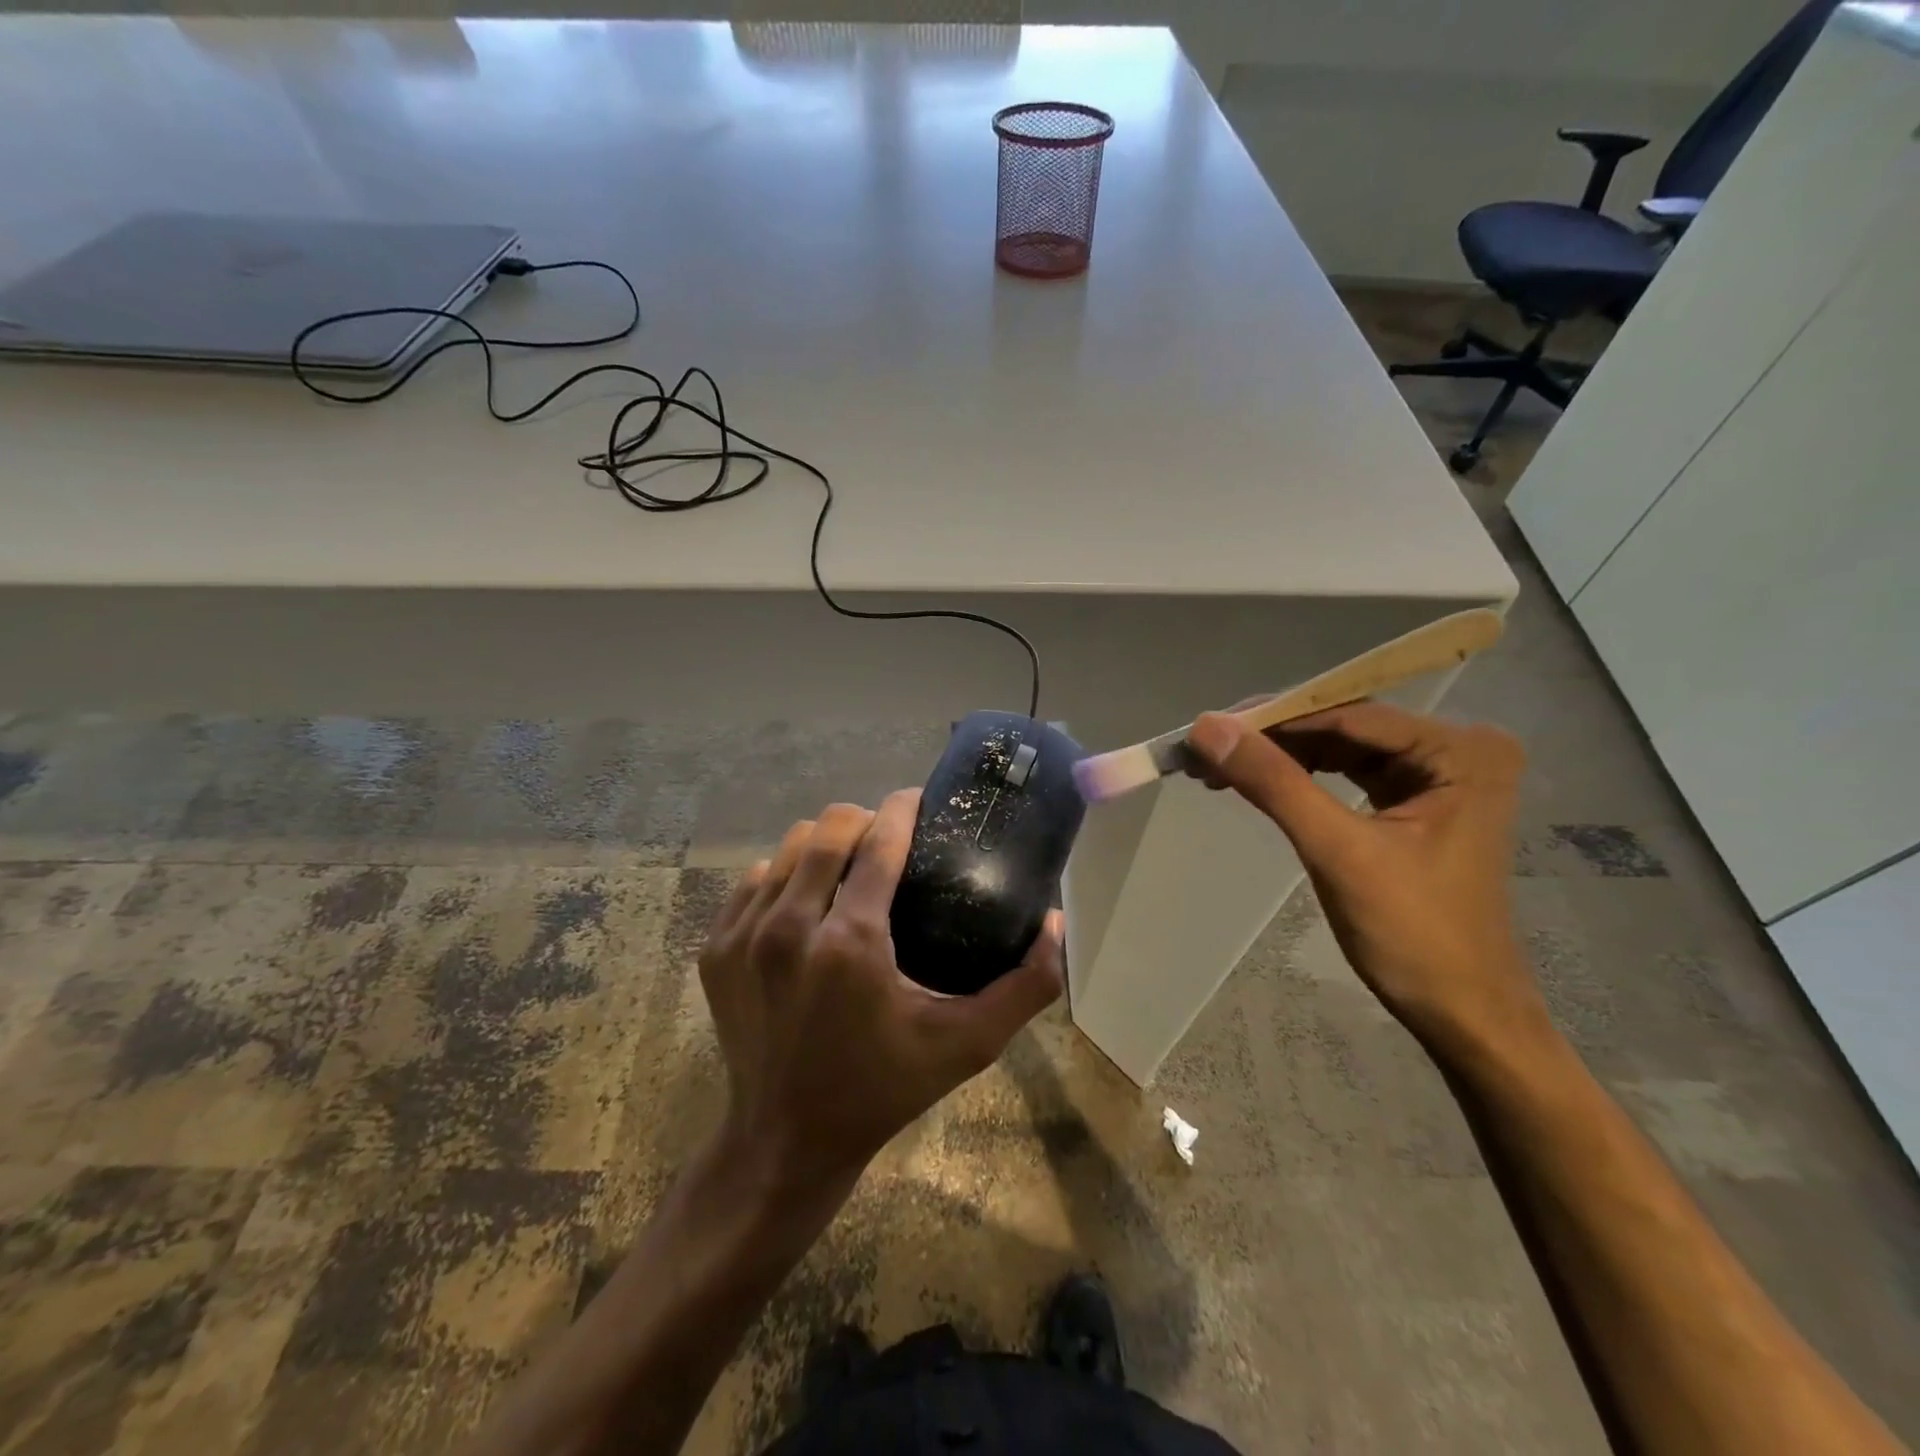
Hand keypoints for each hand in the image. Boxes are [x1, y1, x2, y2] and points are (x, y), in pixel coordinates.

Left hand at [699, 790, 1063, 1199]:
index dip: (904, 808)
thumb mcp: (966, 1045)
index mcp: (851, 944)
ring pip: (788, 847)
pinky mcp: (715, 949)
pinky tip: (806, 902)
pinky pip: (754, 880)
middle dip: (865, 819)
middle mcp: (789, 928)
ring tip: (849, 867)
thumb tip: (1054, 922)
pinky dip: (784, 876)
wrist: (783, 1141)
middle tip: (889, 841)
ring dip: (823, 845)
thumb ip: (1024, 986)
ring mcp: (743, 936)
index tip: (920, 800)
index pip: (879, 841)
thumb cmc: (882, 1088)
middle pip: (829, 827)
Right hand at [1186, 702, 1544, 1051]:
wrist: (1463, 1013)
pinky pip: (1346, 774)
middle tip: (1204, 750)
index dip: (1271, 718)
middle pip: (1342, 728)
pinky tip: (1254, 782)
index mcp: (1459, 751)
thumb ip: (1273, 782)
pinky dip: (1298, 779)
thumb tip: (1207, 728)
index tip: (1206, 727)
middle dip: (1270, 739)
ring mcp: (1437, 776)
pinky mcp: (1415, 802)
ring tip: (1215, 767)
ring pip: (1338, 749)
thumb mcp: (1337, 851)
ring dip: (1277, 757)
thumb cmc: (1414, 934)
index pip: (1347, 716)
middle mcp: (1455, 749)